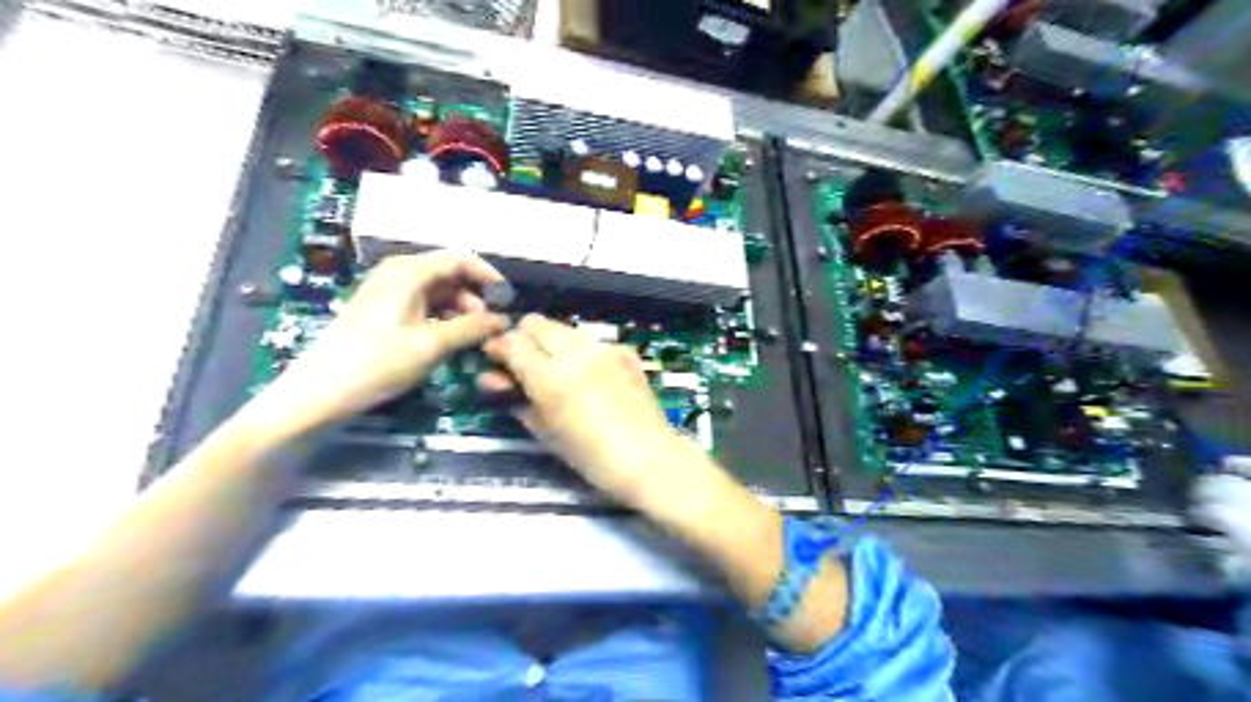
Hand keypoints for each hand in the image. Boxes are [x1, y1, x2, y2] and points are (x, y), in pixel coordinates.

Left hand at [249, 247, 505, 433]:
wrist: (320, 390)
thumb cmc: (378, 362)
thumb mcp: (432, 345)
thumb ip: (472, 328)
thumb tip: (504, 320)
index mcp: (409, 271)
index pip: (460, 258)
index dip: (488, 275)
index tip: (508, 299)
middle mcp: (399, 273)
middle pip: (449, 273)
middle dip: (475, 296)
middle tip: (491, 326)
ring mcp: (389, 291)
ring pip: (438, 291)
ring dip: (460, 310)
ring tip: (473, 337)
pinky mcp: (383, 310)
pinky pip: (423, 304)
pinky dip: (443, 317)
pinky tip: (450, 340)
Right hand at [482, 317, 687, 507]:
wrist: (648, 458)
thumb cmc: (591, 457)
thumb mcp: (545, 432)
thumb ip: (516, 398)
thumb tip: (493, 378)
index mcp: (551, 377)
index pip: (513, 342)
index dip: (498, 347)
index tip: (495, 359)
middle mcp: (576, 353)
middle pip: (537, 323)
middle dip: (524, 338)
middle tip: (524, 363)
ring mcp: (604, 348)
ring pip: (564, 329)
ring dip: (552, 342)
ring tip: (556, 371)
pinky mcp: (625, 351)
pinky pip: (592, 341)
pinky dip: (581, 352)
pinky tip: (588, 376)